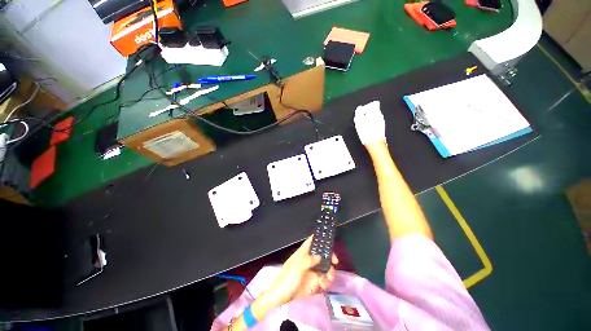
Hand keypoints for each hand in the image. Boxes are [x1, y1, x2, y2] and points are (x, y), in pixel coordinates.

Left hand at [260, 237, 338, 308]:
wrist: (280, 298)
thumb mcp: (297, 267)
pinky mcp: (314, 283)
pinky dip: (326, 282)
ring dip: (329, 272)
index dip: (319, 238)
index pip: (311, 242)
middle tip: (335, 261)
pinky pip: (324, 280)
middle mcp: (309, 261)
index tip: (328, 240)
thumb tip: (320, 256)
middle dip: (329, 257)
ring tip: (328, 278)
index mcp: (302, 254)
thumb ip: (309, 260)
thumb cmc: (286, 279)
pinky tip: (323, 285)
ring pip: (325, 268)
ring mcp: (312, 272)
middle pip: (322, 254)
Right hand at [354, 101, 385, 145]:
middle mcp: (380, 116)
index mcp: (376, 112)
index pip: (374, 104)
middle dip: (366, 114)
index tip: (361, 112)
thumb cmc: (367, 132)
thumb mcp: (359, 121)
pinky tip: (366, 130)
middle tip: (360, 120)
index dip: (367, 107)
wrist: (374, 143)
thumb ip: (359, 113)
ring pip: (374, 118)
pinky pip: (375, 124)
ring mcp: (381, 122)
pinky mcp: (381, 129)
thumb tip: (359, 108)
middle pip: (374, 111)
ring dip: (367, 120)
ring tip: (362, 126)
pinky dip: (370, 125)